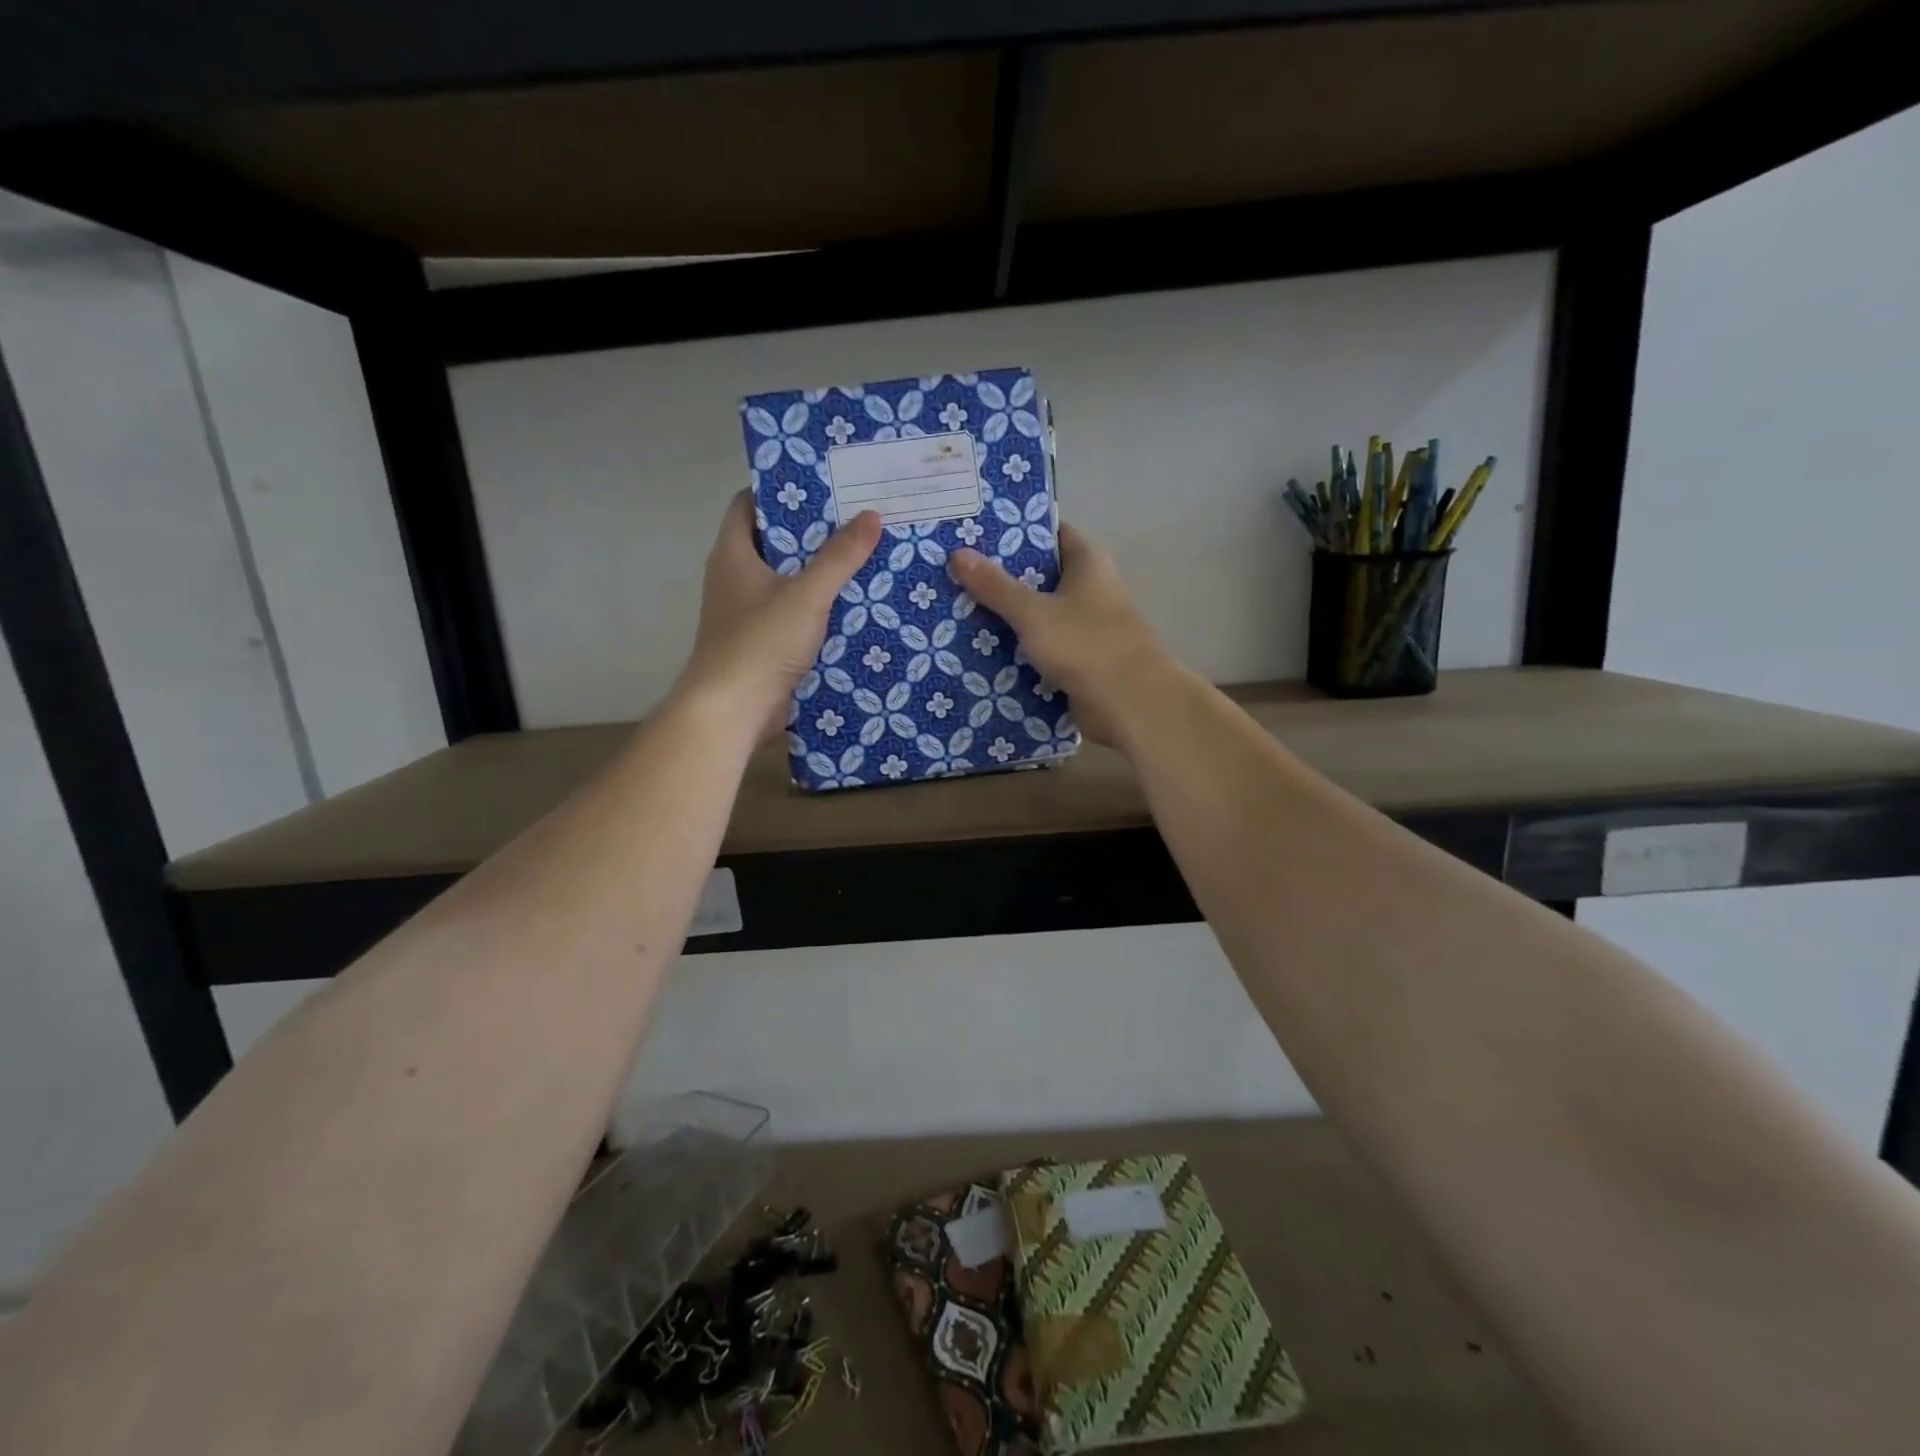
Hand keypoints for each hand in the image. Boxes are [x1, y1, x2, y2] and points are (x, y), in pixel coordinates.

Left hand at [676, 492, 881, 739]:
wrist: (732, 712)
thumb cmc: (760, 644)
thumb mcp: (806, 595)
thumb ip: (839, 557)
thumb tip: (871, 515)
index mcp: (733, 554)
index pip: (749, 504)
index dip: (782, 491)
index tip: (824, 485)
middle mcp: (735, 578)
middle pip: (775, 542)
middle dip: (814, 532)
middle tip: (857, 519)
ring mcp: (747, 613)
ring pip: (787, 581)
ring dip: (820, 573)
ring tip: (865, 557)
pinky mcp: (761, 643)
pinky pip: (793, 614)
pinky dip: (818, 608)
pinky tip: (854, 607)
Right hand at [949, 522, 1179, 746]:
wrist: (1130, 704)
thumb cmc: (1086, 645)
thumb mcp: (1034, 612)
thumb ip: (996, 586)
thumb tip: (958, 553)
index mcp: (1088, 565)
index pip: (1052, 534)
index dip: (1018, 531)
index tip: (978, 533)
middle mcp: (1090, 592)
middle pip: (1041, 577)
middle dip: (1002, 578)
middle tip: (956, 575)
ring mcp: (1086, 630)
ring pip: (1039, 617)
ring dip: (1007, 619)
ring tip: (959, 612)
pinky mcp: (1080, 664)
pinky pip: (1043, 651)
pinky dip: (1019, 653)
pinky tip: (982, 654)